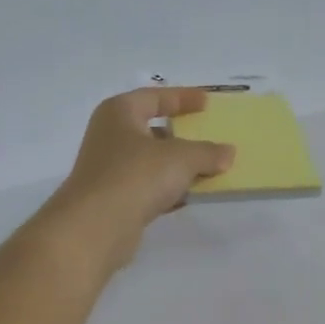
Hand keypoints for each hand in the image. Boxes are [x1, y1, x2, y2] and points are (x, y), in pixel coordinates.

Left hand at [41, 89, 235, 269]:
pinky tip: (191, 196)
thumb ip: (207, 152)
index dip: (182, 98)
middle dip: (182, 136)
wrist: (96, 227)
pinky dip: (169, 189)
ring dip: (178, 166)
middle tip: (209, 137)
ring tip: (209, 169)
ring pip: (152, 162)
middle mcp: (111, 137)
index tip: (207, 102)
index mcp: (119, 113)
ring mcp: (110, 170)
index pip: (154, 97)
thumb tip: (228, 153)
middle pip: (153, 130)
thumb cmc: (136, 176)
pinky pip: (149, 187)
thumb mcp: (181, 158)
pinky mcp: (115, 200)